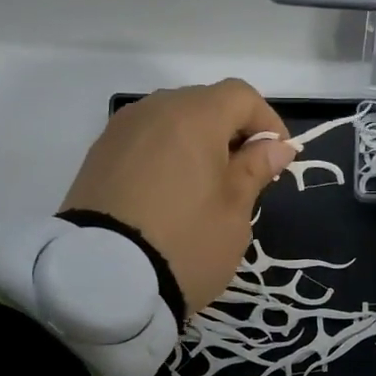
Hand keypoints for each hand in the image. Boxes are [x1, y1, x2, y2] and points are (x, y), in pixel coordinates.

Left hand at [60, 79, 294, 313]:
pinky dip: (165, 156)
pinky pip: (144, 142)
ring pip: (171, 122)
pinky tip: (169, 195)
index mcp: (193, 115)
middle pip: (204, 104)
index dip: (267, 122)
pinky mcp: (98, 156)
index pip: (241, 96)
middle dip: (231, 132)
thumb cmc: (186, 242)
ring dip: (196, 144)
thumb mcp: (234, 211)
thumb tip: (276, 145)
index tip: (278, 159)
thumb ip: (256, 169)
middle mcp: (154, 109)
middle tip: (244, 177)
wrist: (102, 280)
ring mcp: (120, 131)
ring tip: (205, 188)